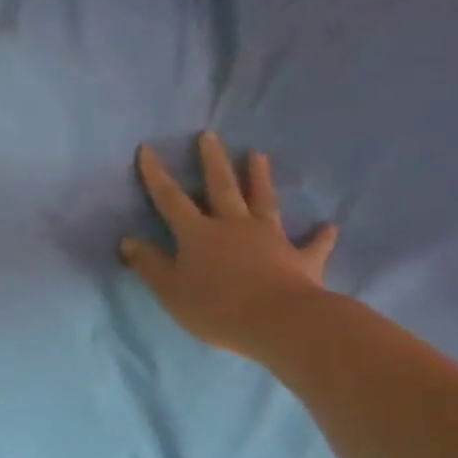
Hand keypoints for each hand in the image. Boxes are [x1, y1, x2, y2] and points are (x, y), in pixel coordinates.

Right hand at [119, 132, 338, 358]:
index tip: (148, 149)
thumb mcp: (170, 290)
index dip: (156, 175)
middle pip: (221, 187)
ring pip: (263, 201)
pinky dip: (320, 236)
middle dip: (212, 160)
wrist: (280, 323)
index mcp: (198, 234)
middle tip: (209, 134)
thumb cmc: (216, 308)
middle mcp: (233, 226)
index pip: (170, 199)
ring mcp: (270, 239)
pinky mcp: (301, 259)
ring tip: (258, 154)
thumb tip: (128, 240)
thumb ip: (149, 264)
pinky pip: (312, 245)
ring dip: (260, 178)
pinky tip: (329, 226)